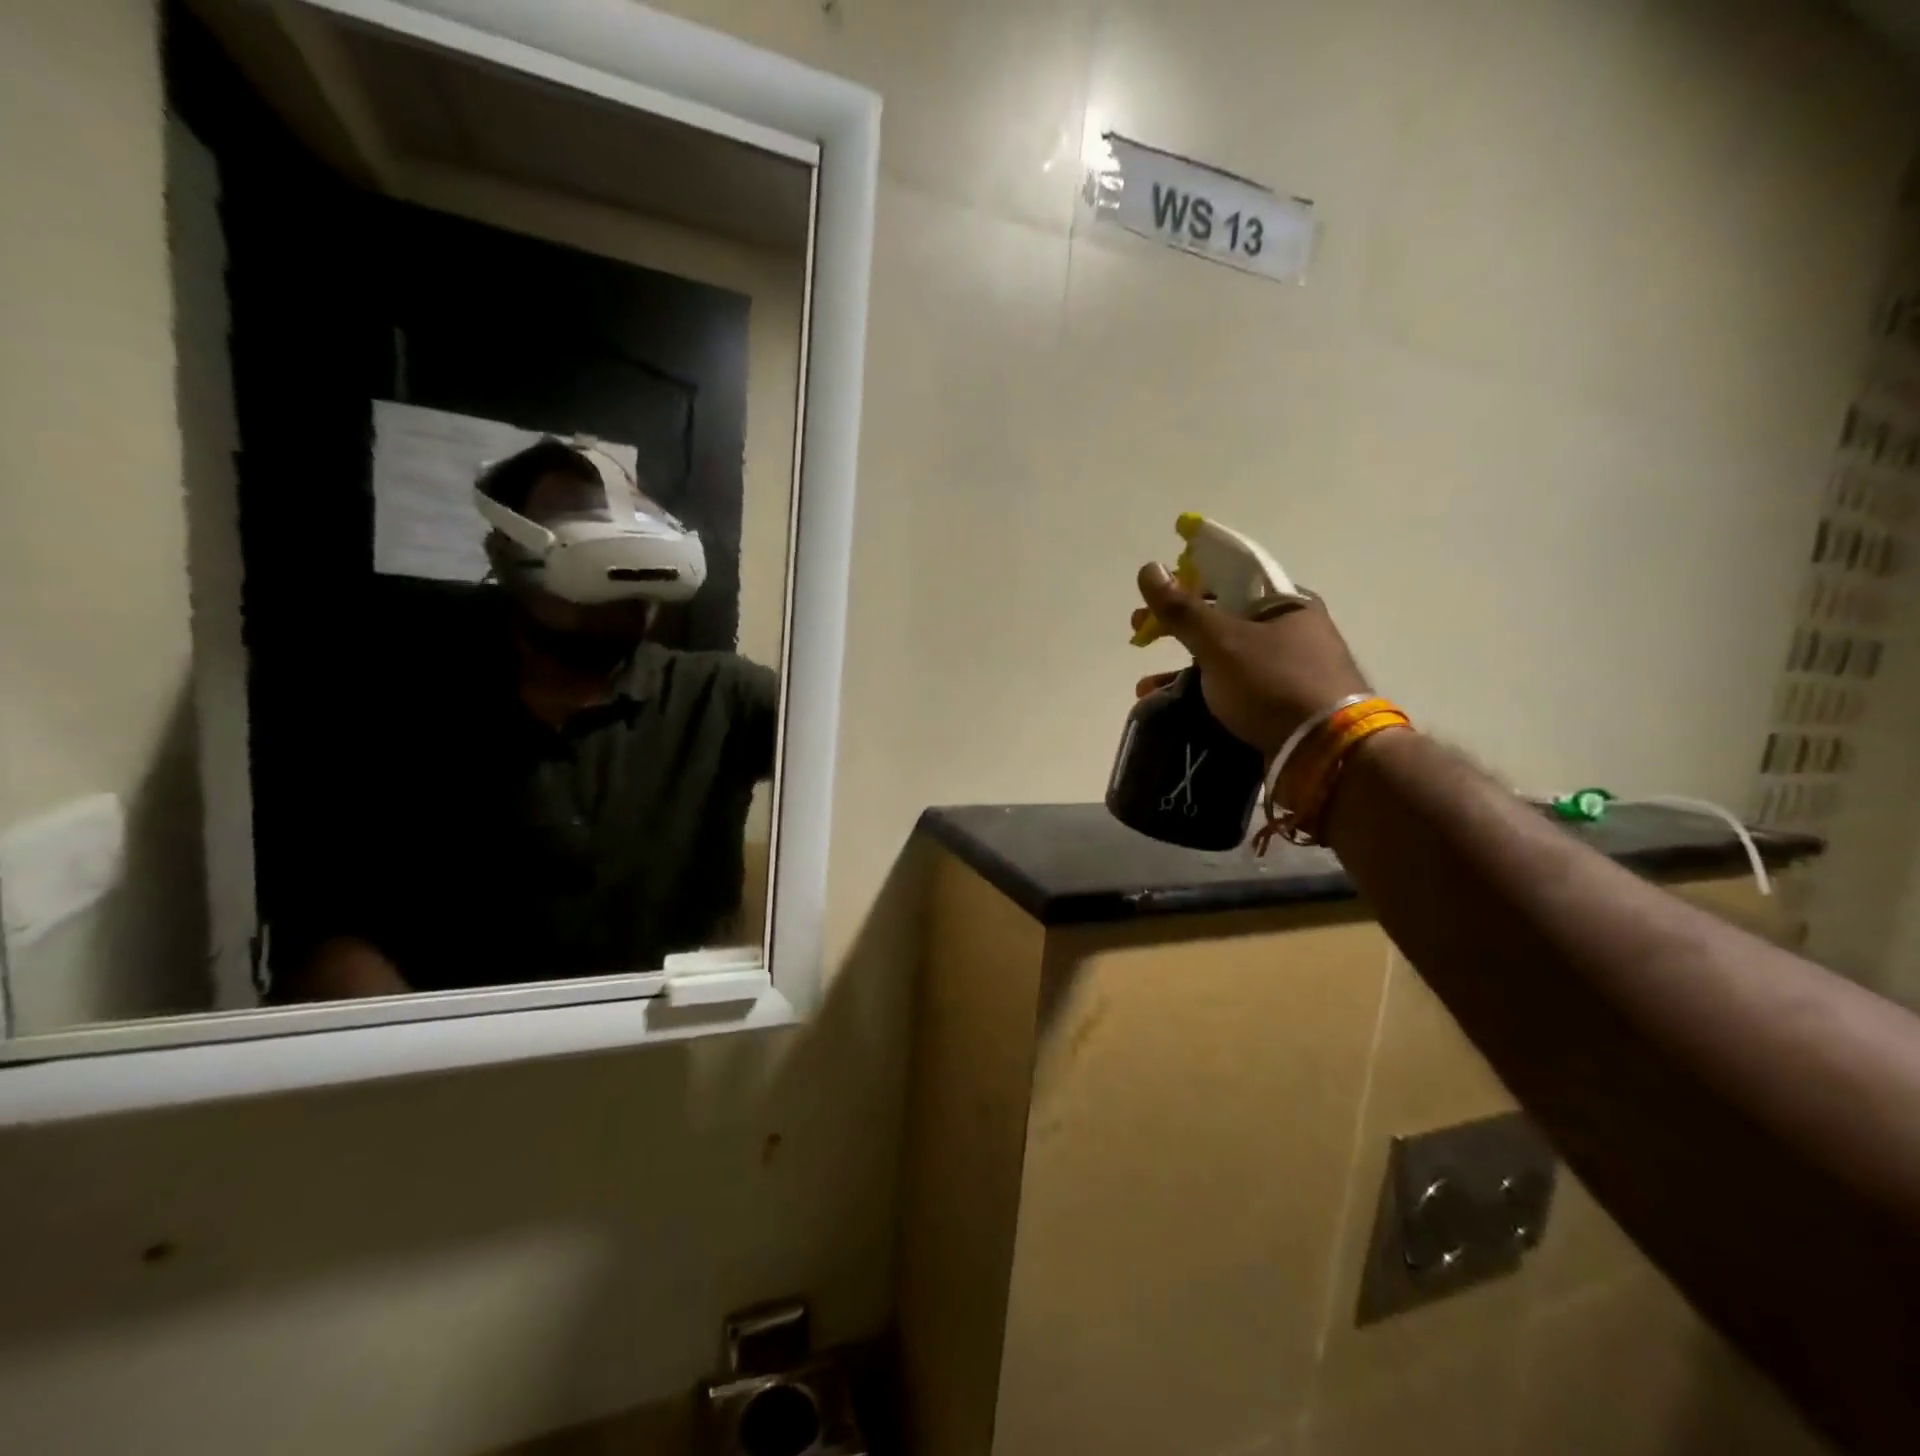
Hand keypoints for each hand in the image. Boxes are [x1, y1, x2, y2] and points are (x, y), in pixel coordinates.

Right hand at [1132, 562, 1371, 756]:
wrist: (1324, 752)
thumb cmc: (1273, 683)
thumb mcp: (1221, 642)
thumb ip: (1182, 609)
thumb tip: (1148, 567)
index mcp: (1286, 603)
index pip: (1228, 581)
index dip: (1185, 588)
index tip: (1150, 604)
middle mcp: (1293, 632)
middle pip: (1223, 622)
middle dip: (1177, 633)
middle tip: (1140, 639)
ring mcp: (1290, 672)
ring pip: (1225, 661)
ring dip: (1183, 671)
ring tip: (1146, 689)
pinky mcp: (1284, 706)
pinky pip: (1234, 691)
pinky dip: (1203, 695)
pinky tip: (1175, 709)